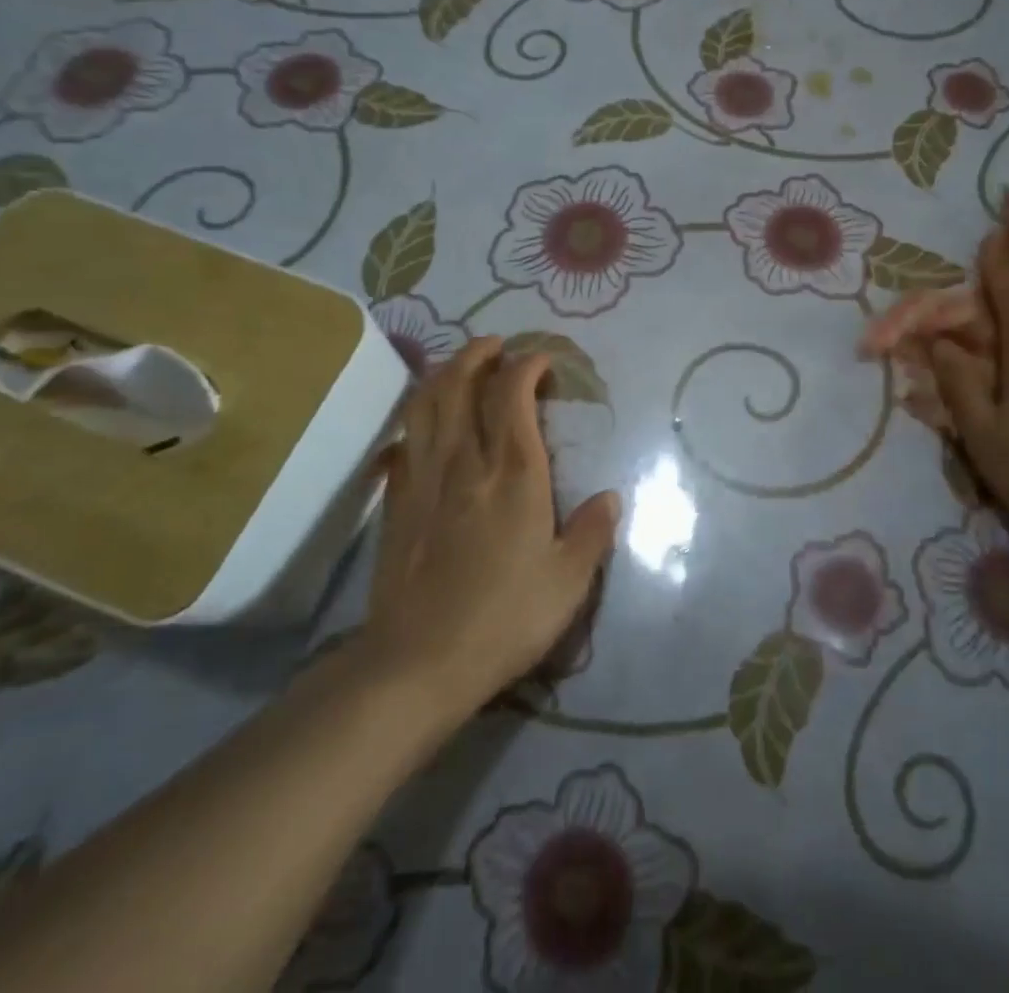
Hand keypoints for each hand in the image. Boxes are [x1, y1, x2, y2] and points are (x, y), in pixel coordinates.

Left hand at [355, 337, 617, 709]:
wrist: (419, 663)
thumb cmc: (504, 619)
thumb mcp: (568, 582)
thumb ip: (592, 533)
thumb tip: (611, 497)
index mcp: (514, 474)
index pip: (513, 394)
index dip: (528, 365)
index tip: (543, 361)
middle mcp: (466, 462)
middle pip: (462, 384)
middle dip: (481, 354)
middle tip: (498, 346)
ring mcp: (424, 479)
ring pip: (426, 404)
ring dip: (444, 373)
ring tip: (462, 365)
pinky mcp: (397, 501)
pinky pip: (403, 441)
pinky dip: (417, 418)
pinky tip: (425, 423)